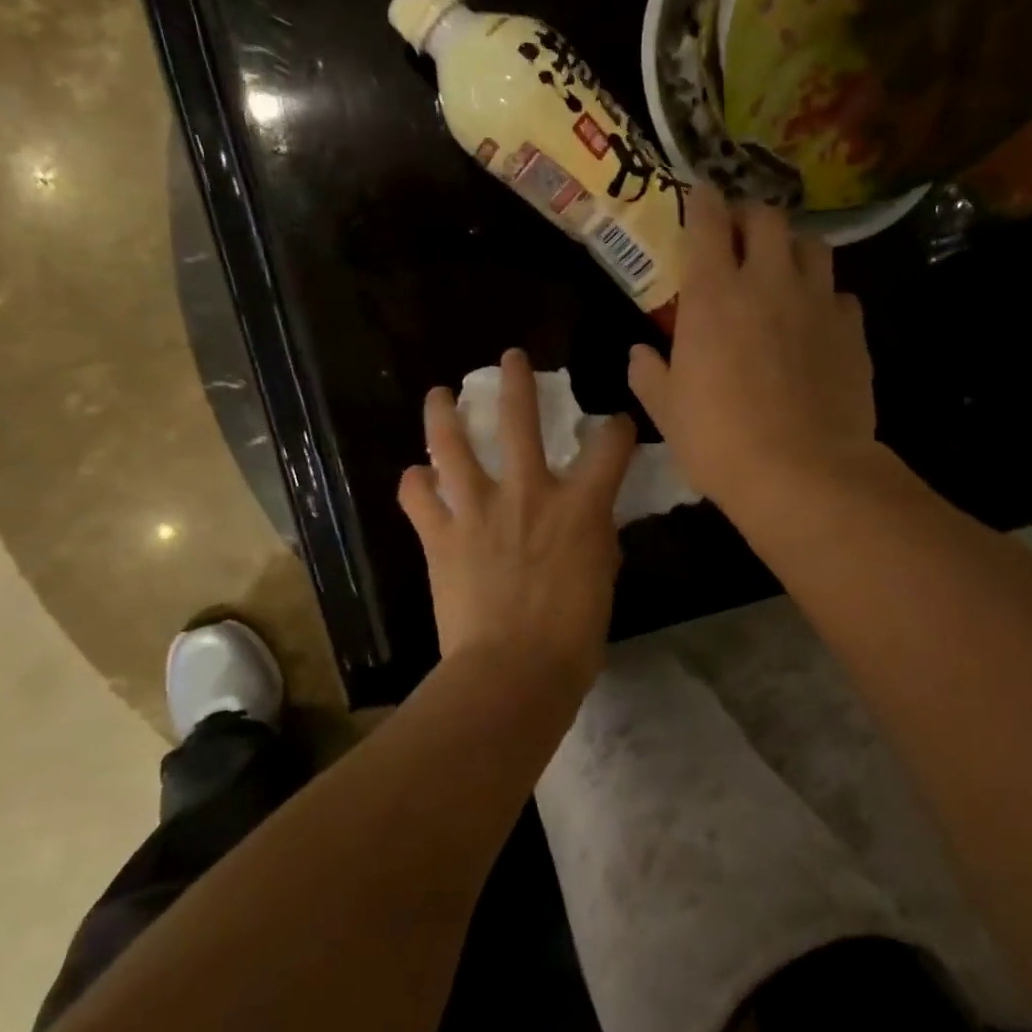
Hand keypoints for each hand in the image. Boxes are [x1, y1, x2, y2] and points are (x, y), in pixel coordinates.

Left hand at [398, 349, 637, 694]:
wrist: (514, 672)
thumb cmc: (573, 636)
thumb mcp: (602, 581)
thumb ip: (595, 541)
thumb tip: (588, 526)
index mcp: (580, 505)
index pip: (609, 443)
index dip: (616, 428)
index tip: (614, 427)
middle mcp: (528, 493)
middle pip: (519, 418)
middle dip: (516, 380)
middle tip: (511, 359)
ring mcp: (478, 510)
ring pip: (452, 444)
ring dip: (444, 414)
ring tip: (440, 394)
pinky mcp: (441, 536)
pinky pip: (418, 497)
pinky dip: (415, 484)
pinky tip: (417, 479)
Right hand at [629, 188, 876, 509]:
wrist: (803, 473)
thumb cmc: (721, 443)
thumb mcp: (668, 413)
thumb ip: (650, 374)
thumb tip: (639, 354)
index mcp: (713, 296)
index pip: (707, 222)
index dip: (702, 201)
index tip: (700, 195)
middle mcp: (767, 283)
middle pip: (766, 217)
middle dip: (750, 217)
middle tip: (740, 238)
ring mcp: (816, 302)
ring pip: (812, 244)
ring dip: (793, 248)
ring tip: (782, 271)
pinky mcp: (852, 329)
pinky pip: (840, 294)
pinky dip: (824, 297)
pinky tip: (816, 322)